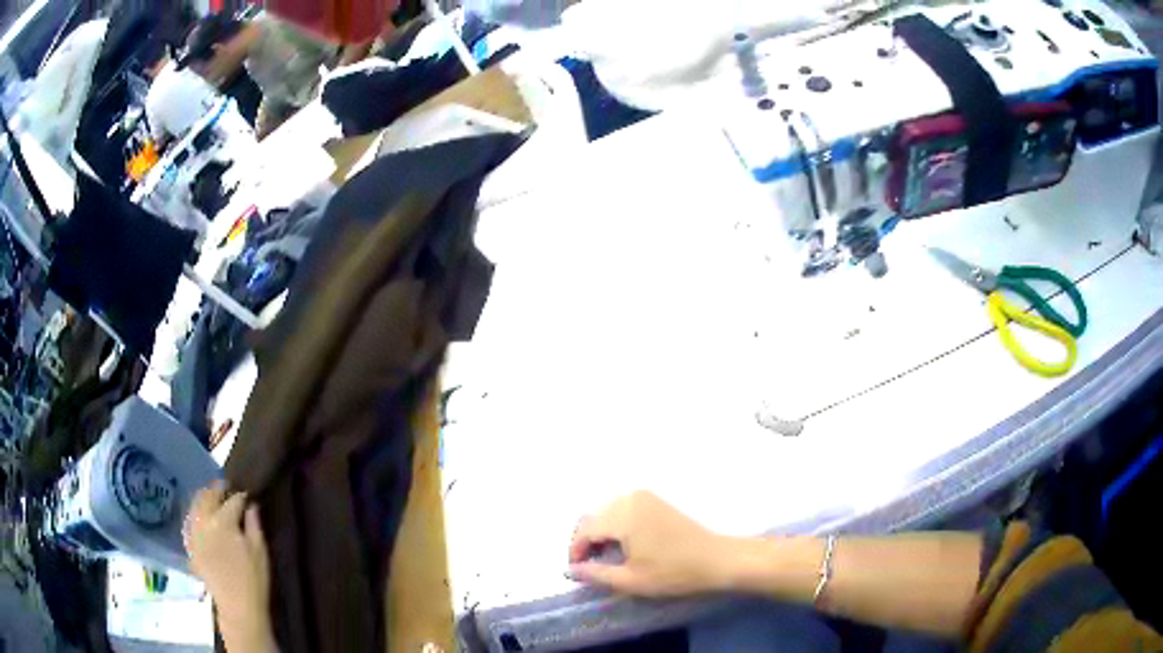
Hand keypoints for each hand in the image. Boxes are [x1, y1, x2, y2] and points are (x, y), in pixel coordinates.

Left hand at [184, 482, 272, 645]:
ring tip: (211, 497)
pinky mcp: (190, 546)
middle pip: (207, 497)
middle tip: (226, 487)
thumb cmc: (253, 580)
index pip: (232, 501)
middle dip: (217, 490)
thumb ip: (254, 525)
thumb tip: (251, 506)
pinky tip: (199, 515)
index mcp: (223, 521)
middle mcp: (204, 522)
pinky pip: (188, 522)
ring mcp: (194, 534)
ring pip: (194, 506)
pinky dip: (193, 513)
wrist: (238, 608)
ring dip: (203, 498)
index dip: (240, 496)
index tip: (246, 495)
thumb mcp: (260, 552)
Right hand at [567, 491, 731, 596]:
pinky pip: (623, 509)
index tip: (577, 572)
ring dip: (600, 533)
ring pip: (607, 512)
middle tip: (589, 567)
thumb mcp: (631, 580)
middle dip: (586, 541)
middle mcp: (630, 498)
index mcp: (622, 515)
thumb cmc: (673, 573)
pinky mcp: (656, 500)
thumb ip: (595, 574)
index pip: (585, 531)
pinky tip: (623, 545)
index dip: (576, 552)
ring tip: (605, 558)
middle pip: (594, 518)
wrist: (717, 559)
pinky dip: (615, 525)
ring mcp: (645, 497)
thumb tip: (570, 570)